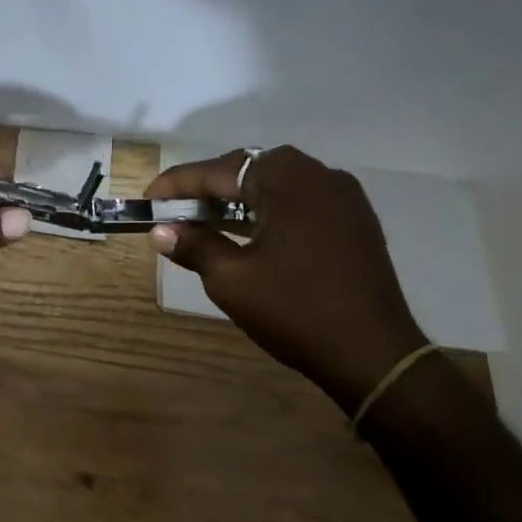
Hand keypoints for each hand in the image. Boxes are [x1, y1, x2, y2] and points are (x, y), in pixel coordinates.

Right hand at [146, 146, 427, 410]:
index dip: (179, 184)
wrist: (373, 354)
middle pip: (250, 168)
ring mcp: (344, 197)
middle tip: (177, 211)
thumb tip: (161, 231)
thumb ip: (195, 246)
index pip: (220, 170)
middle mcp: (320, 175)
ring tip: (207, 221)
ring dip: (239, 198)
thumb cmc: (295, 311)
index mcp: (288, 181)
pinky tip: (251, 233)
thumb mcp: (232, 279)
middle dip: (210, 187)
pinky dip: (269, 209)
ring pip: (277, 183)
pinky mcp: (355, 221)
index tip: (148, 200)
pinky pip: (301, 200)